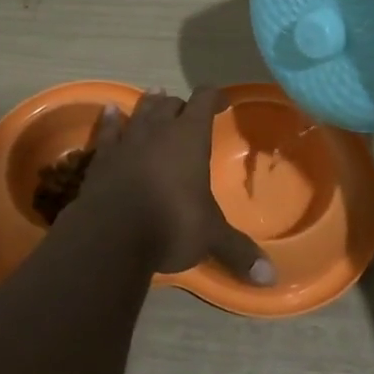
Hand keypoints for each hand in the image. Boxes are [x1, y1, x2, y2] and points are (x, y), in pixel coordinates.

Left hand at [75, 88, 274, 284]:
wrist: (110, 235)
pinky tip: (110, 111)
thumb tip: (271, 278)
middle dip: (181, 105)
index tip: (221, 101)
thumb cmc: (170, 224)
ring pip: (140, 112)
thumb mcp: (211, 238)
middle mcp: (158, 130)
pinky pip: (108, 130)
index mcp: (189, 138)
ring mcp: (126, 140)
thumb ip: (238, 251)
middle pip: (170, 104)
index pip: (203, 101)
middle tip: (187, 112)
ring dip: (150, 104)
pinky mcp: (101, 157)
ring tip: (155, 95)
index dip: (214, 97)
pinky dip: (111, 120)